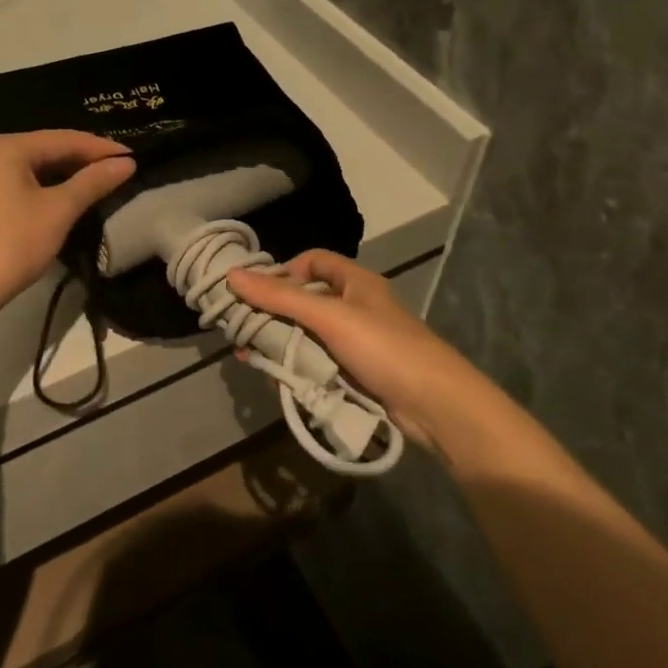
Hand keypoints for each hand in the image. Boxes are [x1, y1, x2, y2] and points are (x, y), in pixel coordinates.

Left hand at [0, 131, 136, 312]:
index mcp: (7, 147)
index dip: (101, 148)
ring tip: (98, 185)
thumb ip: (93, 182)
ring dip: (65, 176)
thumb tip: (126, 163)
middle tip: (119, 171)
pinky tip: (64, 200)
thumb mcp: (59, 210)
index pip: (64, 138)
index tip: (133, 158)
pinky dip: (44, 189)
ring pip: (32, 168)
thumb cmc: (13, 242)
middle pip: (46, 149)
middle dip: (83, 160)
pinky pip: (18, 184)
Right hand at [226, 250, 485, 448]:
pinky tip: (277, 378)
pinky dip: (296, 369)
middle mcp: (355, 307)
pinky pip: (317, 363)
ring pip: (307, 335)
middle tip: (242, 329)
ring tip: (251, 357)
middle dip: (273, 314)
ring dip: (280, 345)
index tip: (257, 291)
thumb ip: (280, 298)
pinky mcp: (355, 374)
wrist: (436, 406)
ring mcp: (356, 343)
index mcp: (355, 282)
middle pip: (305, 300)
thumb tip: (232, 276)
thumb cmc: (384, 348)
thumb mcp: (329, 317)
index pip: (312, 261)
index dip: (284, 271)